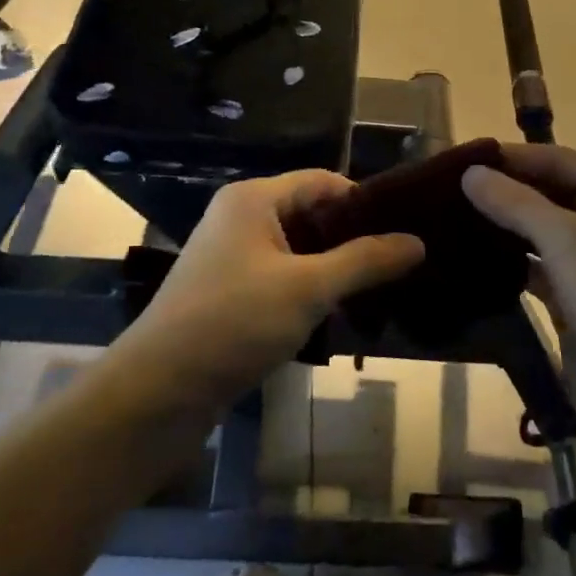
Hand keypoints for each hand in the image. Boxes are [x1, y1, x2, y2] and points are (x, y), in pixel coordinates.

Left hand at [123, 171, 424, 408]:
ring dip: (335, 270)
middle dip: (353, 239)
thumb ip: (365, 261)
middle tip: (400, 264)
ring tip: (379, 292)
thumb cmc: (234, 323)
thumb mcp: (308, 288)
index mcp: (254, 199)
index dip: (364, 202)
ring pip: (299, 251)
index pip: (323, 181)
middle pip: (311, 214)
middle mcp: (241, 218)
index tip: (405, 229)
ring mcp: (232, 258)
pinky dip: (311, 292)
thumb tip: (418, 241)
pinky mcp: (230, 294)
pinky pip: (282, 279)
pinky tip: (339, 317)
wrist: (157, 393)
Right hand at [463, 144, 575, 450]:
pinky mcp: (573, 296)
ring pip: (538, 231)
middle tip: (446, 189)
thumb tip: (470, 173)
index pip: (556, 159)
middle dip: (502, 190)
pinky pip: (534, 268)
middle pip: (546, 192)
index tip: (460, 158)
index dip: (510, 156)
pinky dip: (506, 262)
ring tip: (448, 218)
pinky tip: (469, 258)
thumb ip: (516, 202)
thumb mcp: (567, 240)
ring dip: (501, 225)